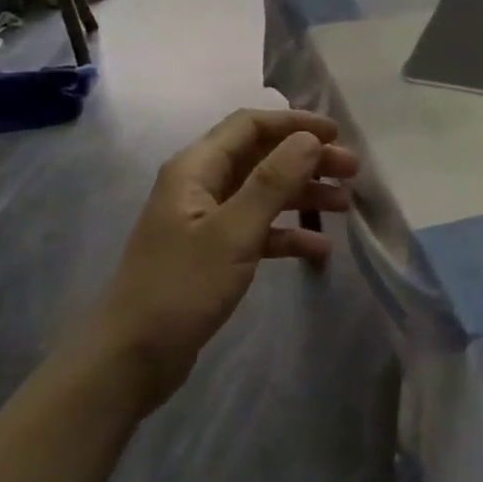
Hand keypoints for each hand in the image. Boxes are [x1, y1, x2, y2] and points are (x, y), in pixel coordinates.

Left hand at [92, 108, 358, 403]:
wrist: (131, 357)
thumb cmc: (181, 287)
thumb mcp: (233, 232)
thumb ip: (273, 181)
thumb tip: (310, 138)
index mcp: (196, 168)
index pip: (250, 125)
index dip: (294, 124)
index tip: (337, 134)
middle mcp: (199, 185)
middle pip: (261, 157)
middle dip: (306, 160)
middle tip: (351, 172)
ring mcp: (205, 221)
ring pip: (263, 194)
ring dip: (303, 195)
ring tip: (345, 205)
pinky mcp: (212, 254)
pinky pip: (257, 230)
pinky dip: (287, 234)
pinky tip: (319, 248)